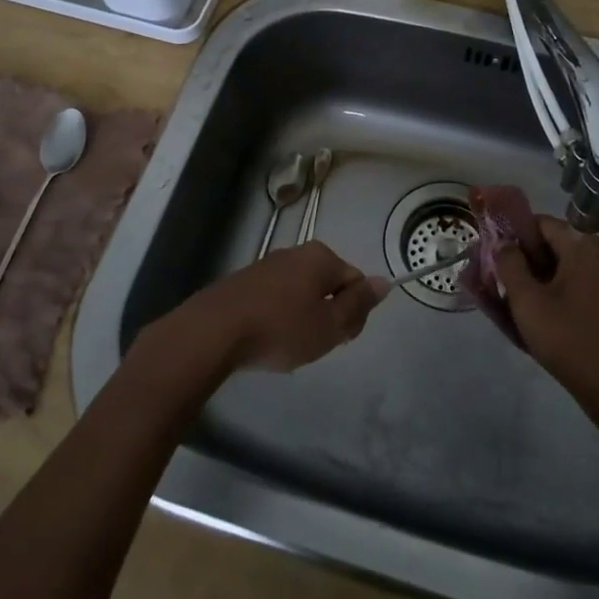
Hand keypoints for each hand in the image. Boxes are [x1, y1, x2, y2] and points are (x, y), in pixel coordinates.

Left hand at [162, 242, 390, 374]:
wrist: (214, 331)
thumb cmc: (281, 328)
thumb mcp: (329, 324)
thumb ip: (358, 304)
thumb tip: (384, 282)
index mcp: (321, 257)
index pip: (356, 281)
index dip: (355, 313)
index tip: (340, 339)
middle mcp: (296, 253)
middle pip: (329, 285)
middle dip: (328, 314)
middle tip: (315, 345)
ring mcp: (268, 264)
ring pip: (301, 293)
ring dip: (303, 318)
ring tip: (288, 346)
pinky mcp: (245, 281)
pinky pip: (276, 298)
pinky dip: (279, 317)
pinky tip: (266, 339)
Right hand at [500, 218, 598, 412]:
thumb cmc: (569, 340)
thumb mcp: (527, 302)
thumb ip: (509, 264)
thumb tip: (502, 242)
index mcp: (584, 246)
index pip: (542, 223)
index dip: (514, 233)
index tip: (493, 253)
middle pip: (554, 244)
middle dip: (524, 259)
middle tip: (498, 279)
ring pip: (564, 267)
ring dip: (537, 278)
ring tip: (512, 300)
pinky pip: (577, 285)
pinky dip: (555, 292)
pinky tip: (538, 314)